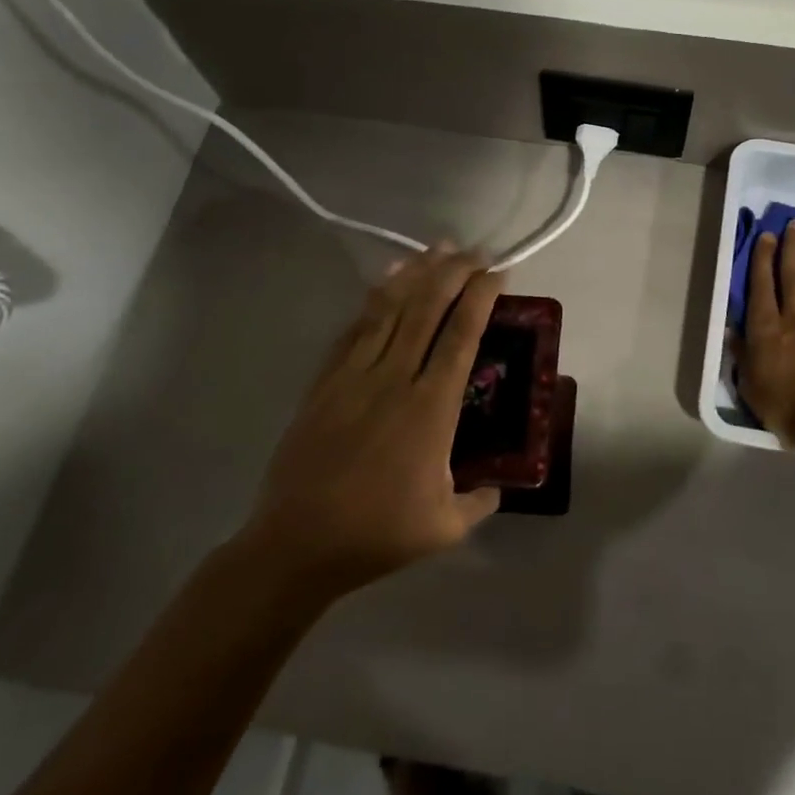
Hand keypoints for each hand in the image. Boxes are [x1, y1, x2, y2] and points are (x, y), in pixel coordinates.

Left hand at [242, 246, 504, 598]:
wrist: (297, 544)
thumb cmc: (377, 534)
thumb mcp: (446, 527)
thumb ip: (480, 500)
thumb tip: (498, 486)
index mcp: (431, 408)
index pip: (461, 335)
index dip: (481, 297)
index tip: (498, 273)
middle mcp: (395, 379)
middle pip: (427, 309)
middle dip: (453, 272)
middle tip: (474, 251)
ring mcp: (355, 376)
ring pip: (390, 310)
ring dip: (416, 274)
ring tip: (437, 249)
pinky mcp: (325, 382)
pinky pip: (354, 329)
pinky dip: (375, 300)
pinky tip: (387, 282)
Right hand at [735, 219, 794, 450]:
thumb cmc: (784, 408)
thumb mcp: (750, 386)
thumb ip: (741, 355)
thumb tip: (731, 329)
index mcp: (766, 330)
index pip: (762, 286)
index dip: (763, 259)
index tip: (767, 236)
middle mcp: (794, 320)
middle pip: (793, 276)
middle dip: (792, 248)